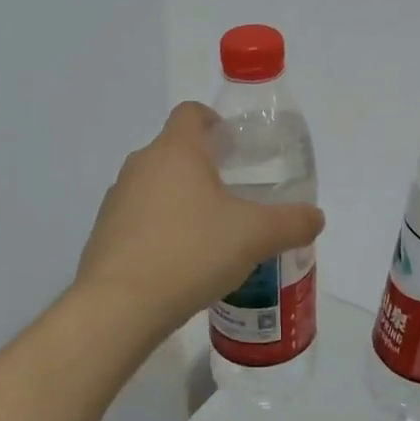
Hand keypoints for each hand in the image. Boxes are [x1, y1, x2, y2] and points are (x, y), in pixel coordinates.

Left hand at [75, 103, 324, 335]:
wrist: (118, 307)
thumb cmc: (191, 252)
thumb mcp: (255, 236)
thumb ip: (292, 222)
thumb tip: (315, 217)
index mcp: (175, 151)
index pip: (191, 113)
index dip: (214, 122)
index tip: (235, 148)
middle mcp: (141, 165)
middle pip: (175, 150)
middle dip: (204, 167)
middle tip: (235, 195)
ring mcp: (117, 199)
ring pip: (156, 185)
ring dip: (181, 200)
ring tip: (210, 234)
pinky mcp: (104, 233)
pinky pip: (139, 218)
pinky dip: (160, 229)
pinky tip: (181, 262)